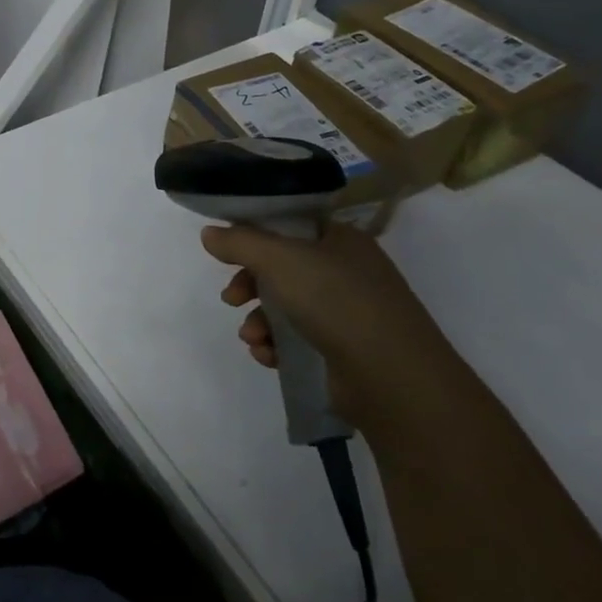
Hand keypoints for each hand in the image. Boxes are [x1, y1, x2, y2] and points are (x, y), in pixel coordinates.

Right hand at [199, 221, 456, 424]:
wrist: (392, 376)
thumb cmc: (336, 301)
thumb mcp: (279, 259)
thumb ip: (239, 243)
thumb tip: (209, 233)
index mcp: (341, 240)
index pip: (290, 226)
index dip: (255, 236)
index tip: (227, 253)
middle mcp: (346, 271)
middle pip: (282, 269)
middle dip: (249, 285)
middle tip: (232, 299)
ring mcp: (347, 312)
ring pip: (285, 307)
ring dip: (259, 321)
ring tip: (252, 337)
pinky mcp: (342, 350)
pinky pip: (296, 340)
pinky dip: (276, 346)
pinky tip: (267, 356)